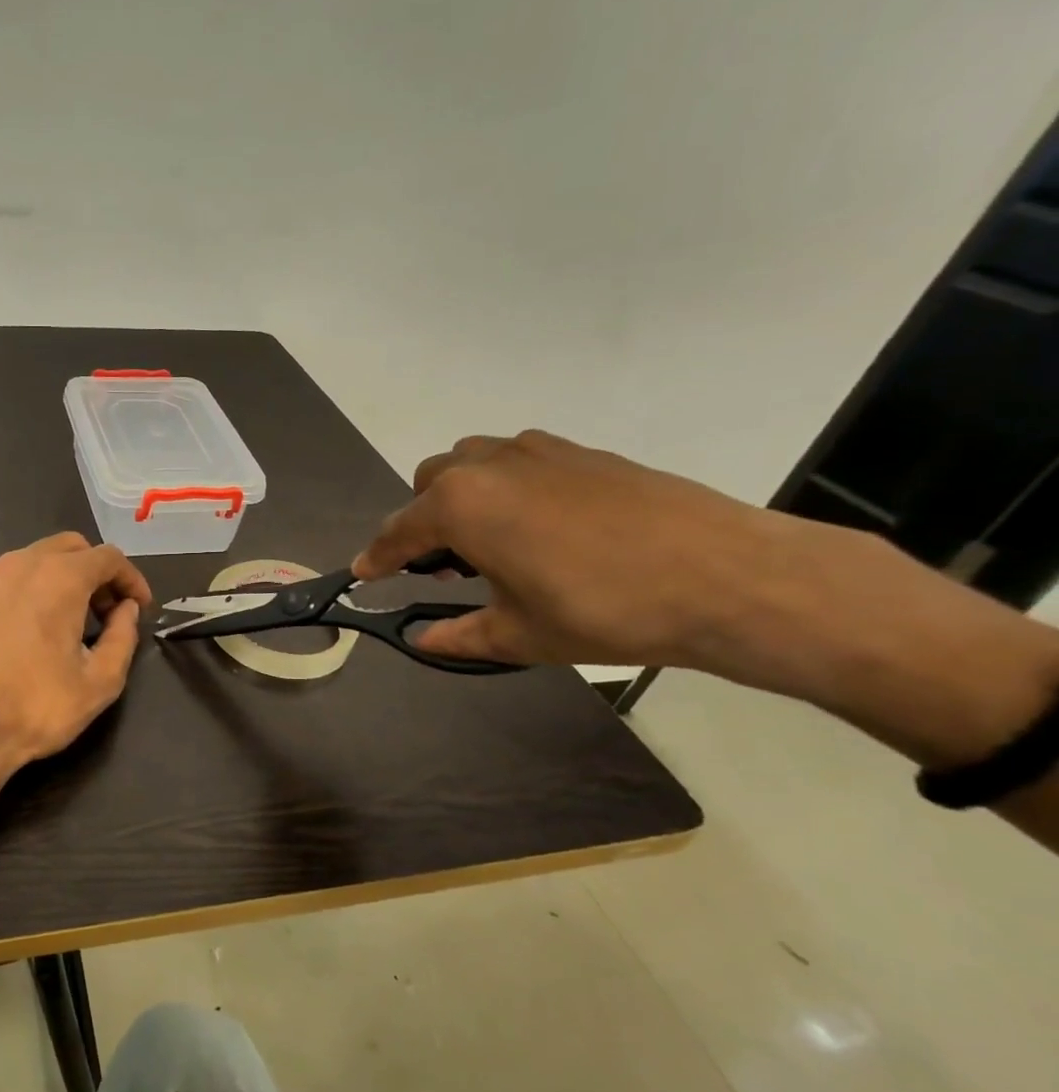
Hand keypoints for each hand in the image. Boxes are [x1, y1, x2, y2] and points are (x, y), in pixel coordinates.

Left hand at [0, 533, 152, 812]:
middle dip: (96, 572)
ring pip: (36, 560)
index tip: (140, 606)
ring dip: (62, 579)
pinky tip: (31, 632)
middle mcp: (20, 565)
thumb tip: (127, 610)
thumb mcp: (100, 681)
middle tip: (107, 611)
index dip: (131, 578)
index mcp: (58, 577)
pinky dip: (30, 593)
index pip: (108, 557)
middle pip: (71, 547)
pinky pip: (8, 583)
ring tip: (71, 621)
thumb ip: (123, 636)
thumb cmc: (37, 708)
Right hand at [351, 430, 791, 669]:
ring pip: (472, 463)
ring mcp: (537, 451)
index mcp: (460, 506)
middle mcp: (488, 466)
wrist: (729, 578)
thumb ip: (460, 635)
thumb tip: (425, 640)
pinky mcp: (581, 451)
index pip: (399, 532)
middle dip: (422, 522)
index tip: (363, 574)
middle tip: (443, 565)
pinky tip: (540, 526)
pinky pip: (518, 460)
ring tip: (490, 541)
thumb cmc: (605, 610)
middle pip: (429, 484)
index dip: (377, 558)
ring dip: (461, 496)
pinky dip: (506, 486)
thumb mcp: (521, 635)